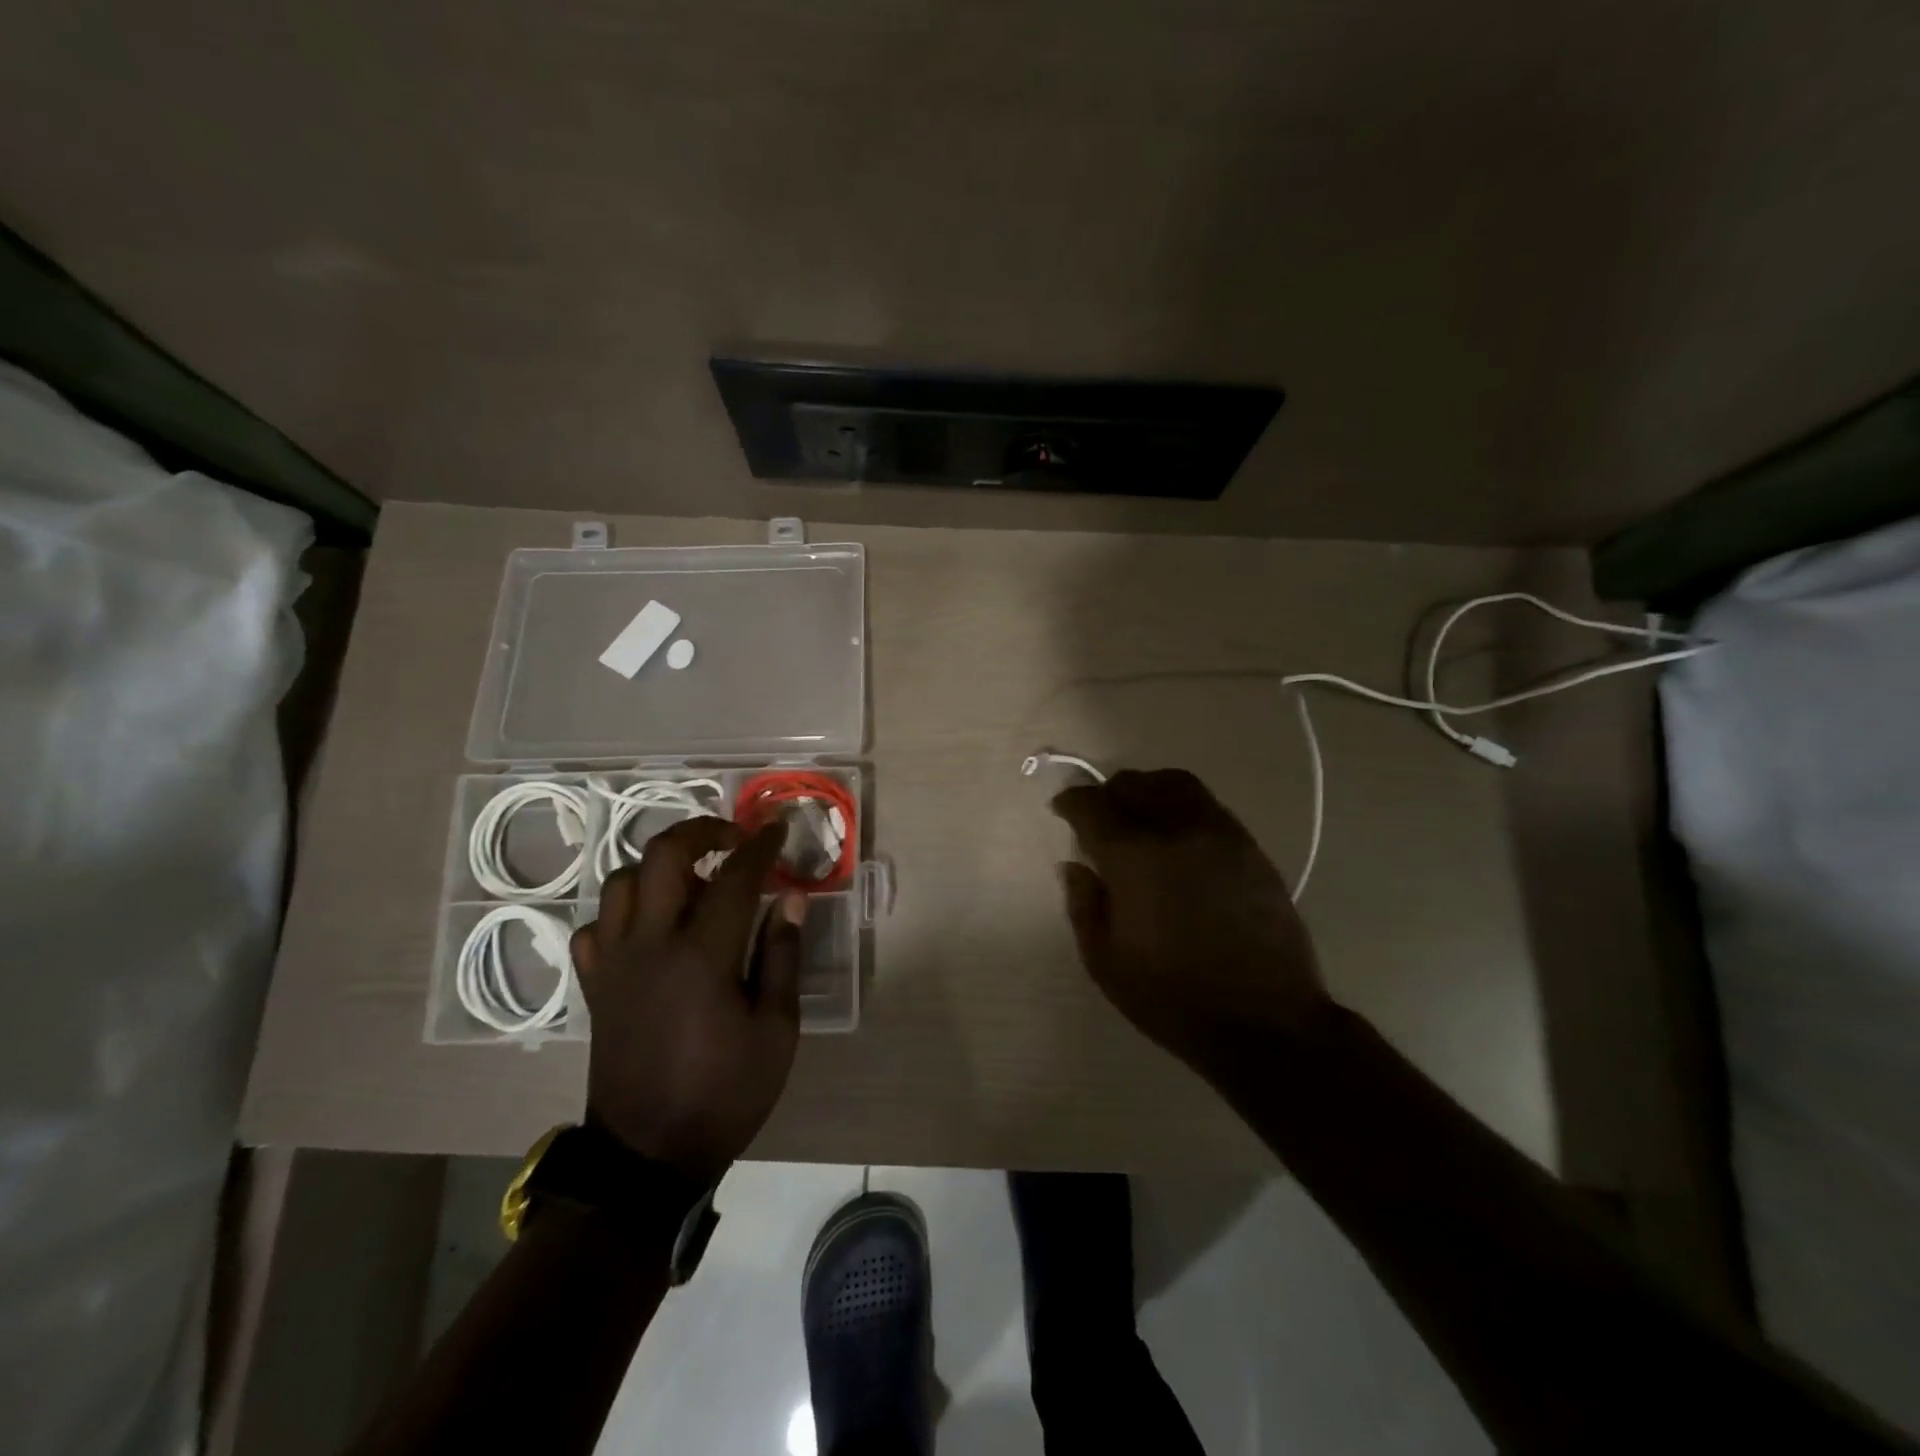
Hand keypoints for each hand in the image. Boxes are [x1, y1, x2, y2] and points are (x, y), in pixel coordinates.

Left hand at [570, 817, 807, 1184]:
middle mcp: (650, 945)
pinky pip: (595, 927)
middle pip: (662, 856)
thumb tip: (789, 897)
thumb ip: (781, 956)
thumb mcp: (776, 1030)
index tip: (779, 829)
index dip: (760, 846)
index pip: (734, 876)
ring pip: (622, 882)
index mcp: (701, 956)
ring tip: (694, 880)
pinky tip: (648, 927)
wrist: (647, 1156)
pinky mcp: (593, 985)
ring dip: (660, 867)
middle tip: (733, 838)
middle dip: (701, 830)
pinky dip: (622, 912)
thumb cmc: (724, 1093)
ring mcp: (613, 963)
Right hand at [1051, 769, 1330, 1077]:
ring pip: (1176, 784)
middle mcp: (1177, 831)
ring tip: (1140, 817)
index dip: (1072, 802)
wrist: (1266, 1023)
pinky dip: (1182, 807)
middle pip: (1135, 784)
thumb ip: (1083, 905)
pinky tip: (1178, 839)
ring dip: (1148, 790)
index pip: (1094, 805)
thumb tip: (1075, 866)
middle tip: (1100, 818)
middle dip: (1109, 794)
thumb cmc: (1173, 998)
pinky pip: (1208, 806)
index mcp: (1135, 859)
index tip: (1063, 811)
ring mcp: (1221, 835)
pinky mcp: (1251, 848)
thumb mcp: (1106, 963)